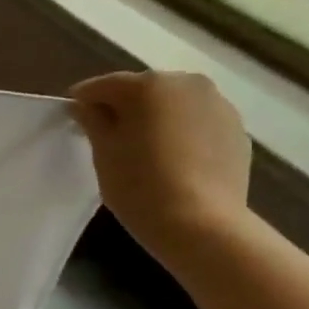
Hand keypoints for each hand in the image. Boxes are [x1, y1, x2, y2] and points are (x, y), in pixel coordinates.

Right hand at [69, 71, 253, 266]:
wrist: (201, 224)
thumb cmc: (139, 185)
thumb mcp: (103, 153)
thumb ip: (92, 121)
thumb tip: (85, 106)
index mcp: (149, 85)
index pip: (104, 86)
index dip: (83, 101)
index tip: (72, 119)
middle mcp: (188, 84)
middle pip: (144, 91)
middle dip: (124, 109)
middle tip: (108, 138)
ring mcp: (218, 105)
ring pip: (174, 106)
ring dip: (156, 120)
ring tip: (143, 152)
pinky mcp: (236, 131)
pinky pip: (197, 124)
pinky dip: (181, 135)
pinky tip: (172, 163)